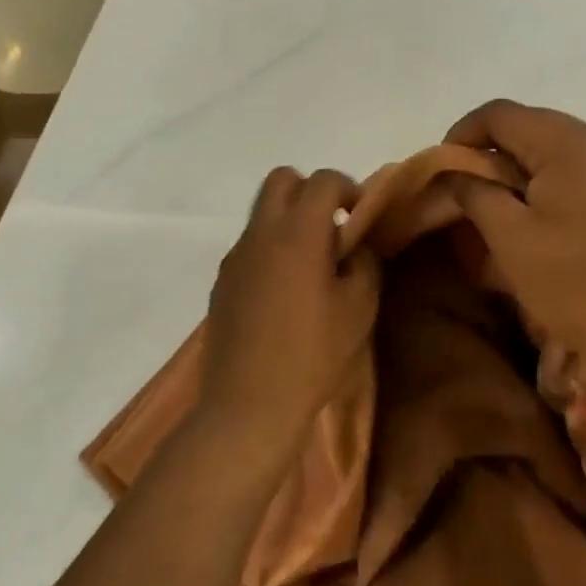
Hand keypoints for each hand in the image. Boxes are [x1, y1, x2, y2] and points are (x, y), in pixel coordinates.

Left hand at [200, 168, 381, 451]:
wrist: (248, 405)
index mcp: (298, 233)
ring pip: (262, 212)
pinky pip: (250, 244)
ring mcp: (235, 256)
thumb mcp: (358, 309)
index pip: (323, 180)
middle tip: (332, 228)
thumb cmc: (312, 356)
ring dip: (289, 220)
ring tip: (310, 264)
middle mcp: (261, 233)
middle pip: (281, 179)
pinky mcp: (222, 280)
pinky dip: (270, 248)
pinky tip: (284, 292)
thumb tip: (354, 244)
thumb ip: (363, 263)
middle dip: (310, 191)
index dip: (348, 188)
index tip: (360, 217)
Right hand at [443, 101, 585, 396]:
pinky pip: (580, 169)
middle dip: (491, 153)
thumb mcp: (509, 236)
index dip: (462, 134)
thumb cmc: (575, 282)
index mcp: (570, 141)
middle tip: (466, 192)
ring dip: (519, 170)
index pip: (499, 113)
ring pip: (554, 149)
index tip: (442, 170)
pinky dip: (549, 183)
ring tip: (499, 209)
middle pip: (529, 127)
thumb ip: (474, 190)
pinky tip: (538, 218)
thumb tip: (454, 170)